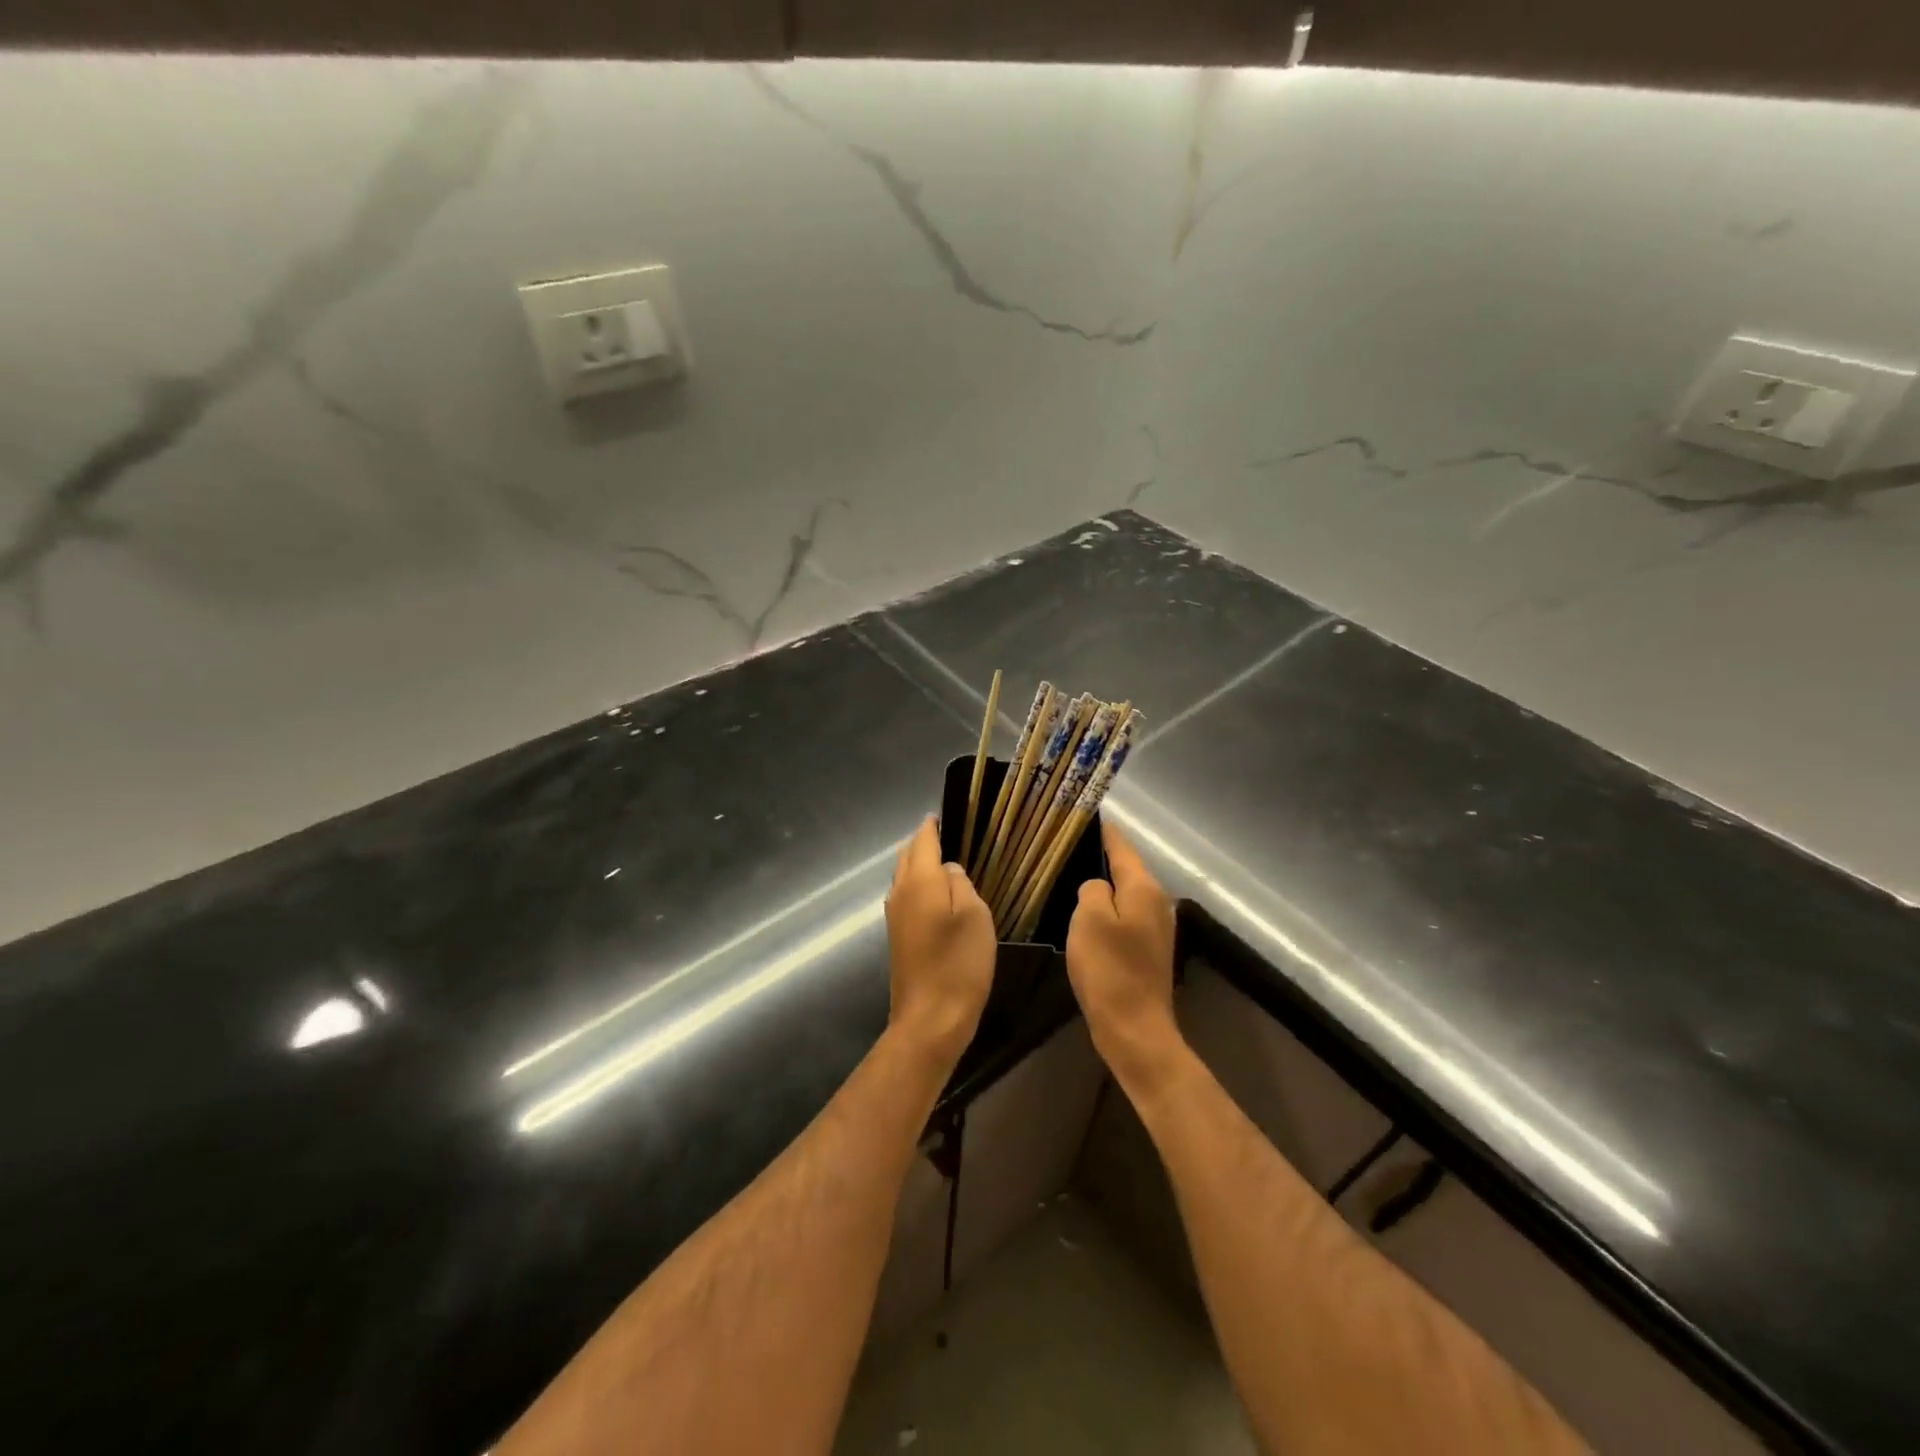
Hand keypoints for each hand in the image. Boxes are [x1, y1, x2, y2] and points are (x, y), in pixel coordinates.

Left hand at [885, 817, 996, 1067]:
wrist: (930, 1019)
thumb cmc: (959, 964)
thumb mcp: (975, 916)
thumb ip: (961, 884)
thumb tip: (948, 869)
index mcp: (920, 881)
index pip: (923, 840)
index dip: (933, 825)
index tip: (945, 814)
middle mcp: (900, 892)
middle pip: (908, 856)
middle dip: (924, 841)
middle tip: (948, 834)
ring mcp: (895, 915)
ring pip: (904, 876)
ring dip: (919, 863)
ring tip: (944, 859)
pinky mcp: (898, 936)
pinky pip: (906, 896)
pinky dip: (919, 885)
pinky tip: (937, 894)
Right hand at [1066, 820, 1181, 1091]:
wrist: (1135, 1029)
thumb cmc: (1109, 970)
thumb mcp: (1089, 919)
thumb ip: (1092, 890)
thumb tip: (1097, 887)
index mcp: (1144, 888)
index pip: (1121, 846)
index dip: (1103, 830)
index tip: (1084, 814)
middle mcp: (1157, 902)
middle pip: (1126, 869)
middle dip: (1101, 857)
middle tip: (1067, 847)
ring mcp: (1157, 928)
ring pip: (1125, 894)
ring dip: (1103, 886)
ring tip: (1071, 876)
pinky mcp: (1150, 951)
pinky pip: (1125, 917)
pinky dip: (1107, 911)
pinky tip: (1087, 917)